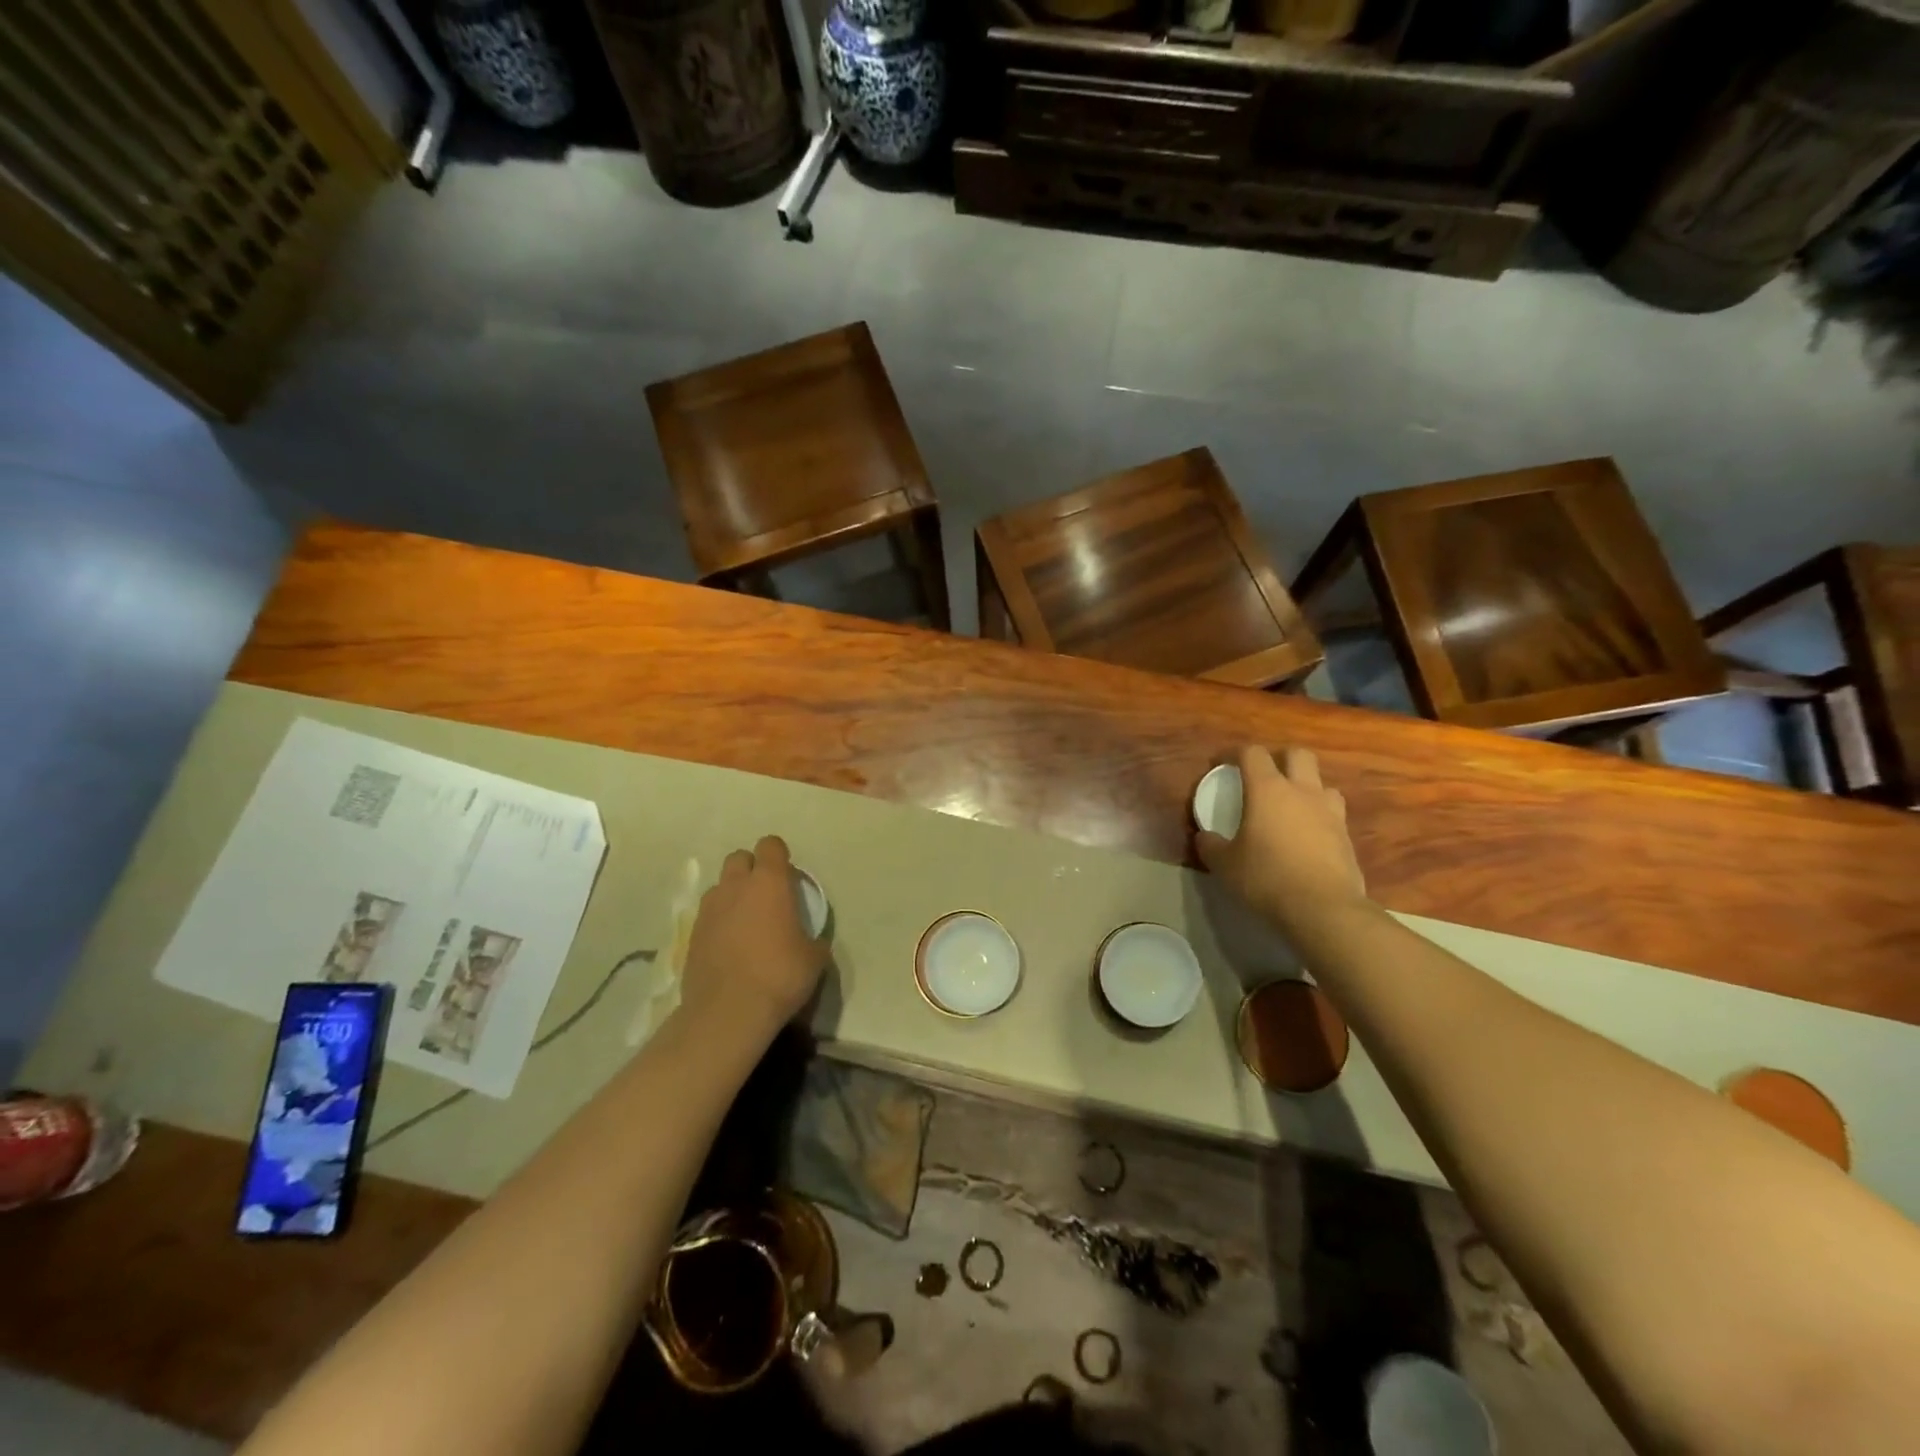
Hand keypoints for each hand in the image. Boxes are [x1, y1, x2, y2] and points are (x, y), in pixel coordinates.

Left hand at [680, 836, 828, 1035]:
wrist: (728, 1012)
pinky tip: (730, 946)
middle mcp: (735, 887)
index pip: (770, 845)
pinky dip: (719, 921)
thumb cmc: (779, 976)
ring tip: (746, 921)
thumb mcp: (814, 958)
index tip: (788, 876)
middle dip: (752, 868)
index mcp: (769, 883)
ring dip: (733, 894)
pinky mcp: (692, 934)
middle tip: (766, 895)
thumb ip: (813, 938)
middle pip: (739, 858)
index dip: (779, 855)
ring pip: (720, 886)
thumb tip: (811, 940)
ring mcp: (709, 910)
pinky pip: (708, 915)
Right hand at [1196, 746, 1368, 939]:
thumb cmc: (1266, 878)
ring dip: (1306, 787)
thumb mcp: (1225, 864)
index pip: (1252, 754)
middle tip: (1263, 777)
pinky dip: (1319, 816)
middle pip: (1297, 755)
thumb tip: (1204, 837)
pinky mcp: (1346, 836)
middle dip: (1279, 758)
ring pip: (1322, 783)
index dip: (1235, 753)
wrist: (1323, 909)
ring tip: (1291, 806)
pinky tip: (1307, 836)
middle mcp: (1302, 792)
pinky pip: (1333, 813)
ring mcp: (1329, 812)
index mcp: (1268, 790)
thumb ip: (1211, 846)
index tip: (1222, 764)